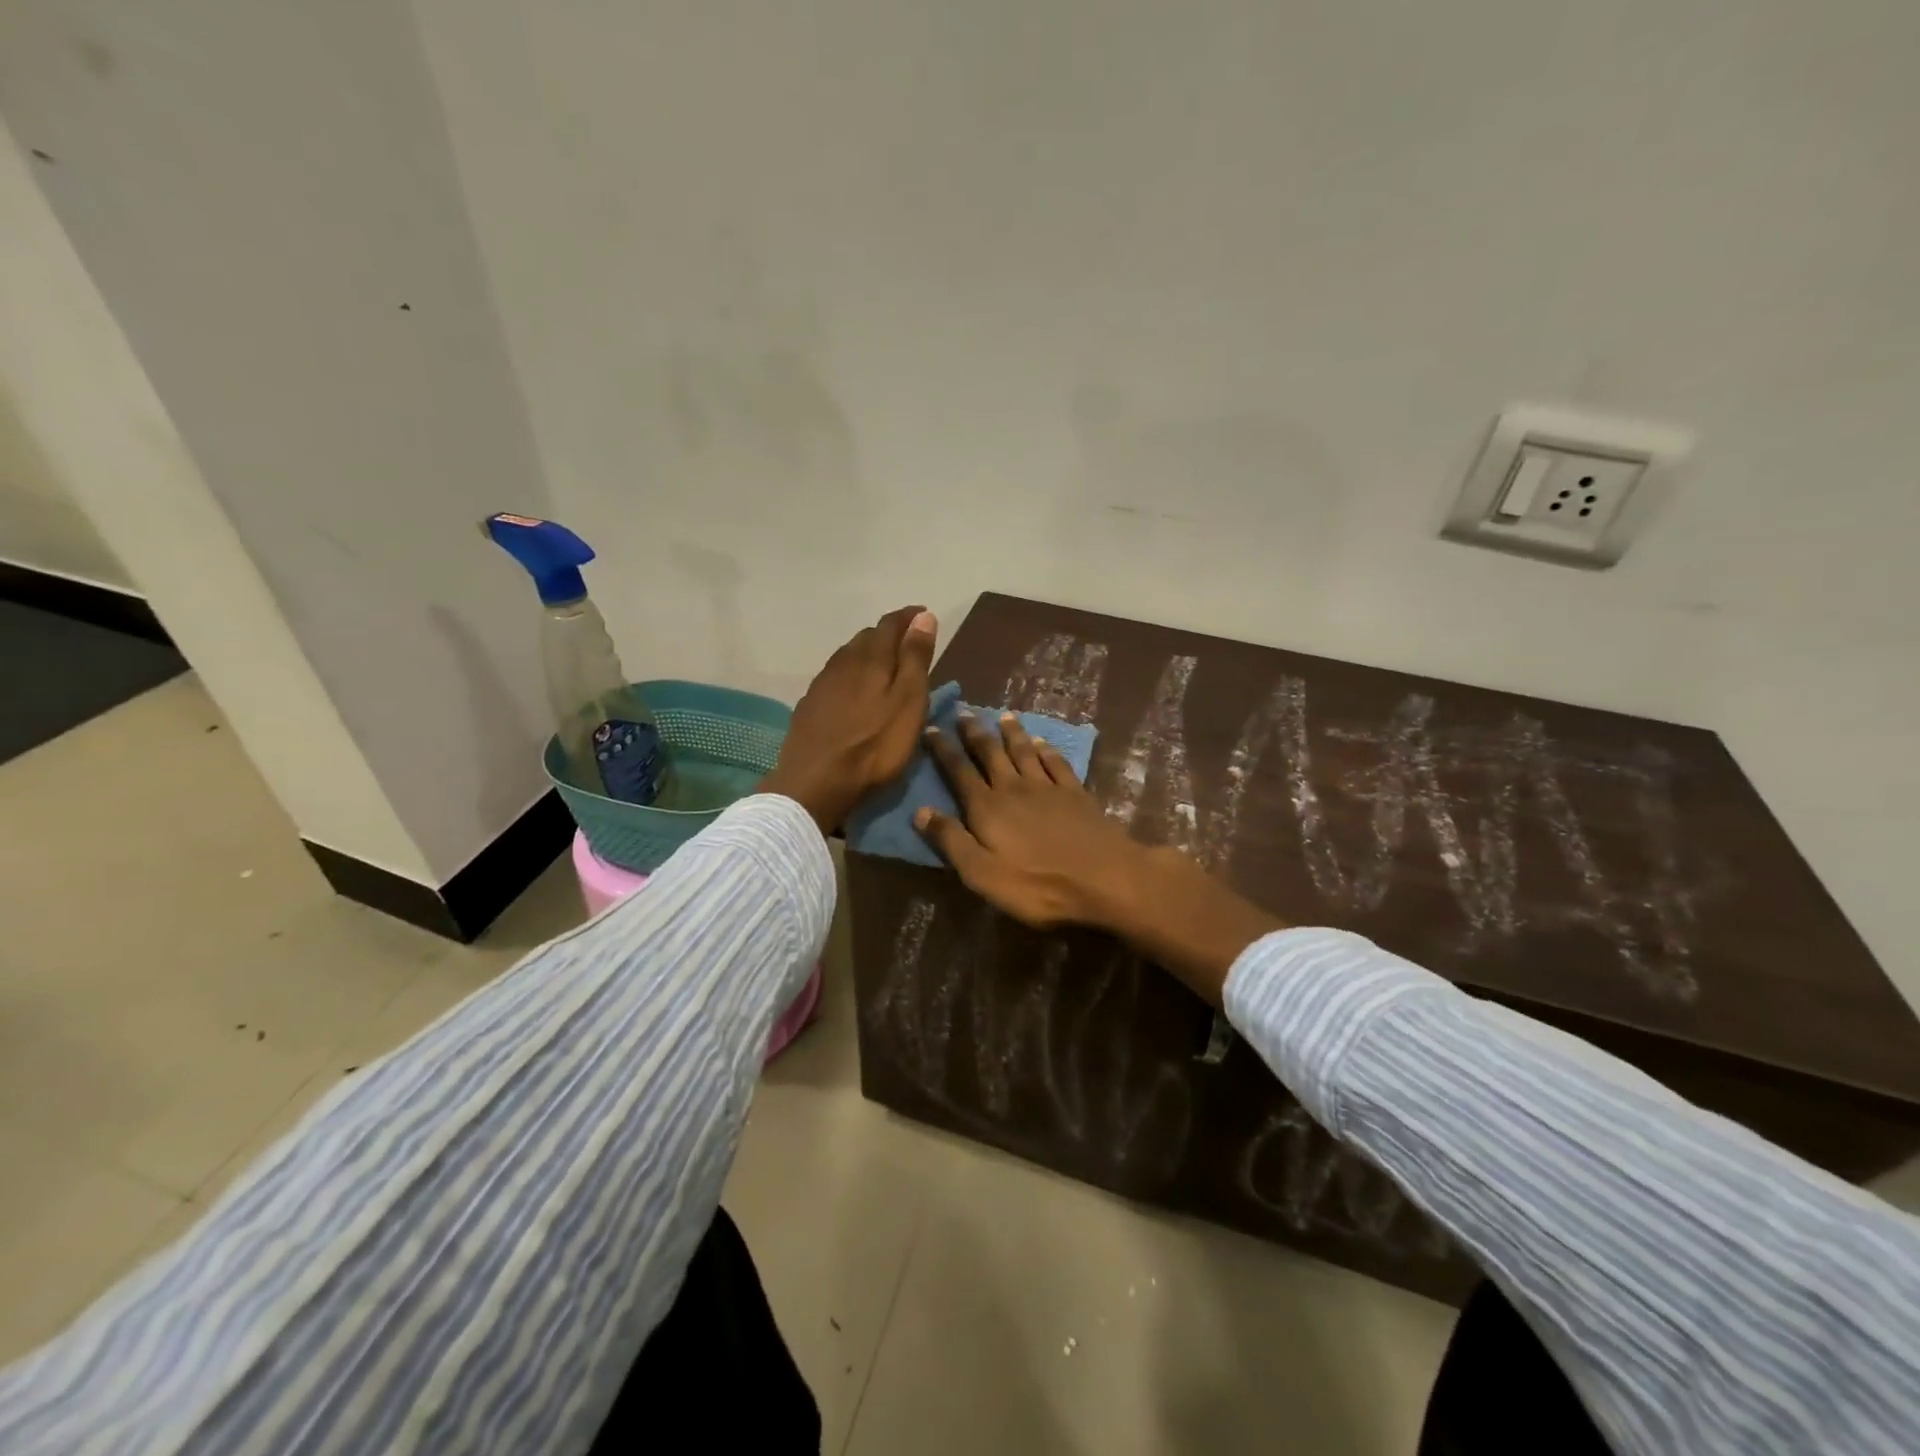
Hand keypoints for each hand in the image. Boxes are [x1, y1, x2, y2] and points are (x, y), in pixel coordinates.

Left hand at [761, 607, 938, 834]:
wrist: (815, 782)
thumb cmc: (874, 745)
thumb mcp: (909, 702)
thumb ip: (915, 659)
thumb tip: (924, 617)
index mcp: (871, 657)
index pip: (891, 624)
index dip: (909, 617)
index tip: (924, 615)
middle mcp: (843, 661)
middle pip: (868, 637)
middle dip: (889, 634)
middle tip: (907, 644)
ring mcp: (822, 683)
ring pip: (849, 656)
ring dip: (868, 653)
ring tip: (884, 665)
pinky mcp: (810, 704)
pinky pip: (835, 676)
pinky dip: (851, 674)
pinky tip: (854, 690)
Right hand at [913, 712, 1154, 930]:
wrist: (1104, 878)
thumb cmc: (1037, 885)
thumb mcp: (982, 874)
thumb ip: (952, 841)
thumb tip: (920, 811)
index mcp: (987, 809)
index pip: (959, 772)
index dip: (944, 750)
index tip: (931, 728)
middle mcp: (1014, 789)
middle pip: (991, 754)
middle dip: (975, 733)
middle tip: (964, 711)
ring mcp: (1048, 788)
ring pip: (1024, 752)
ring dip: (1012, 733)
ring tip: (1003, 716)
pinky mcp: (1076, 794)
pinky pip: (1056, 763)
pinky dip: (1047, 750)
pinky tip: (1043, 742)